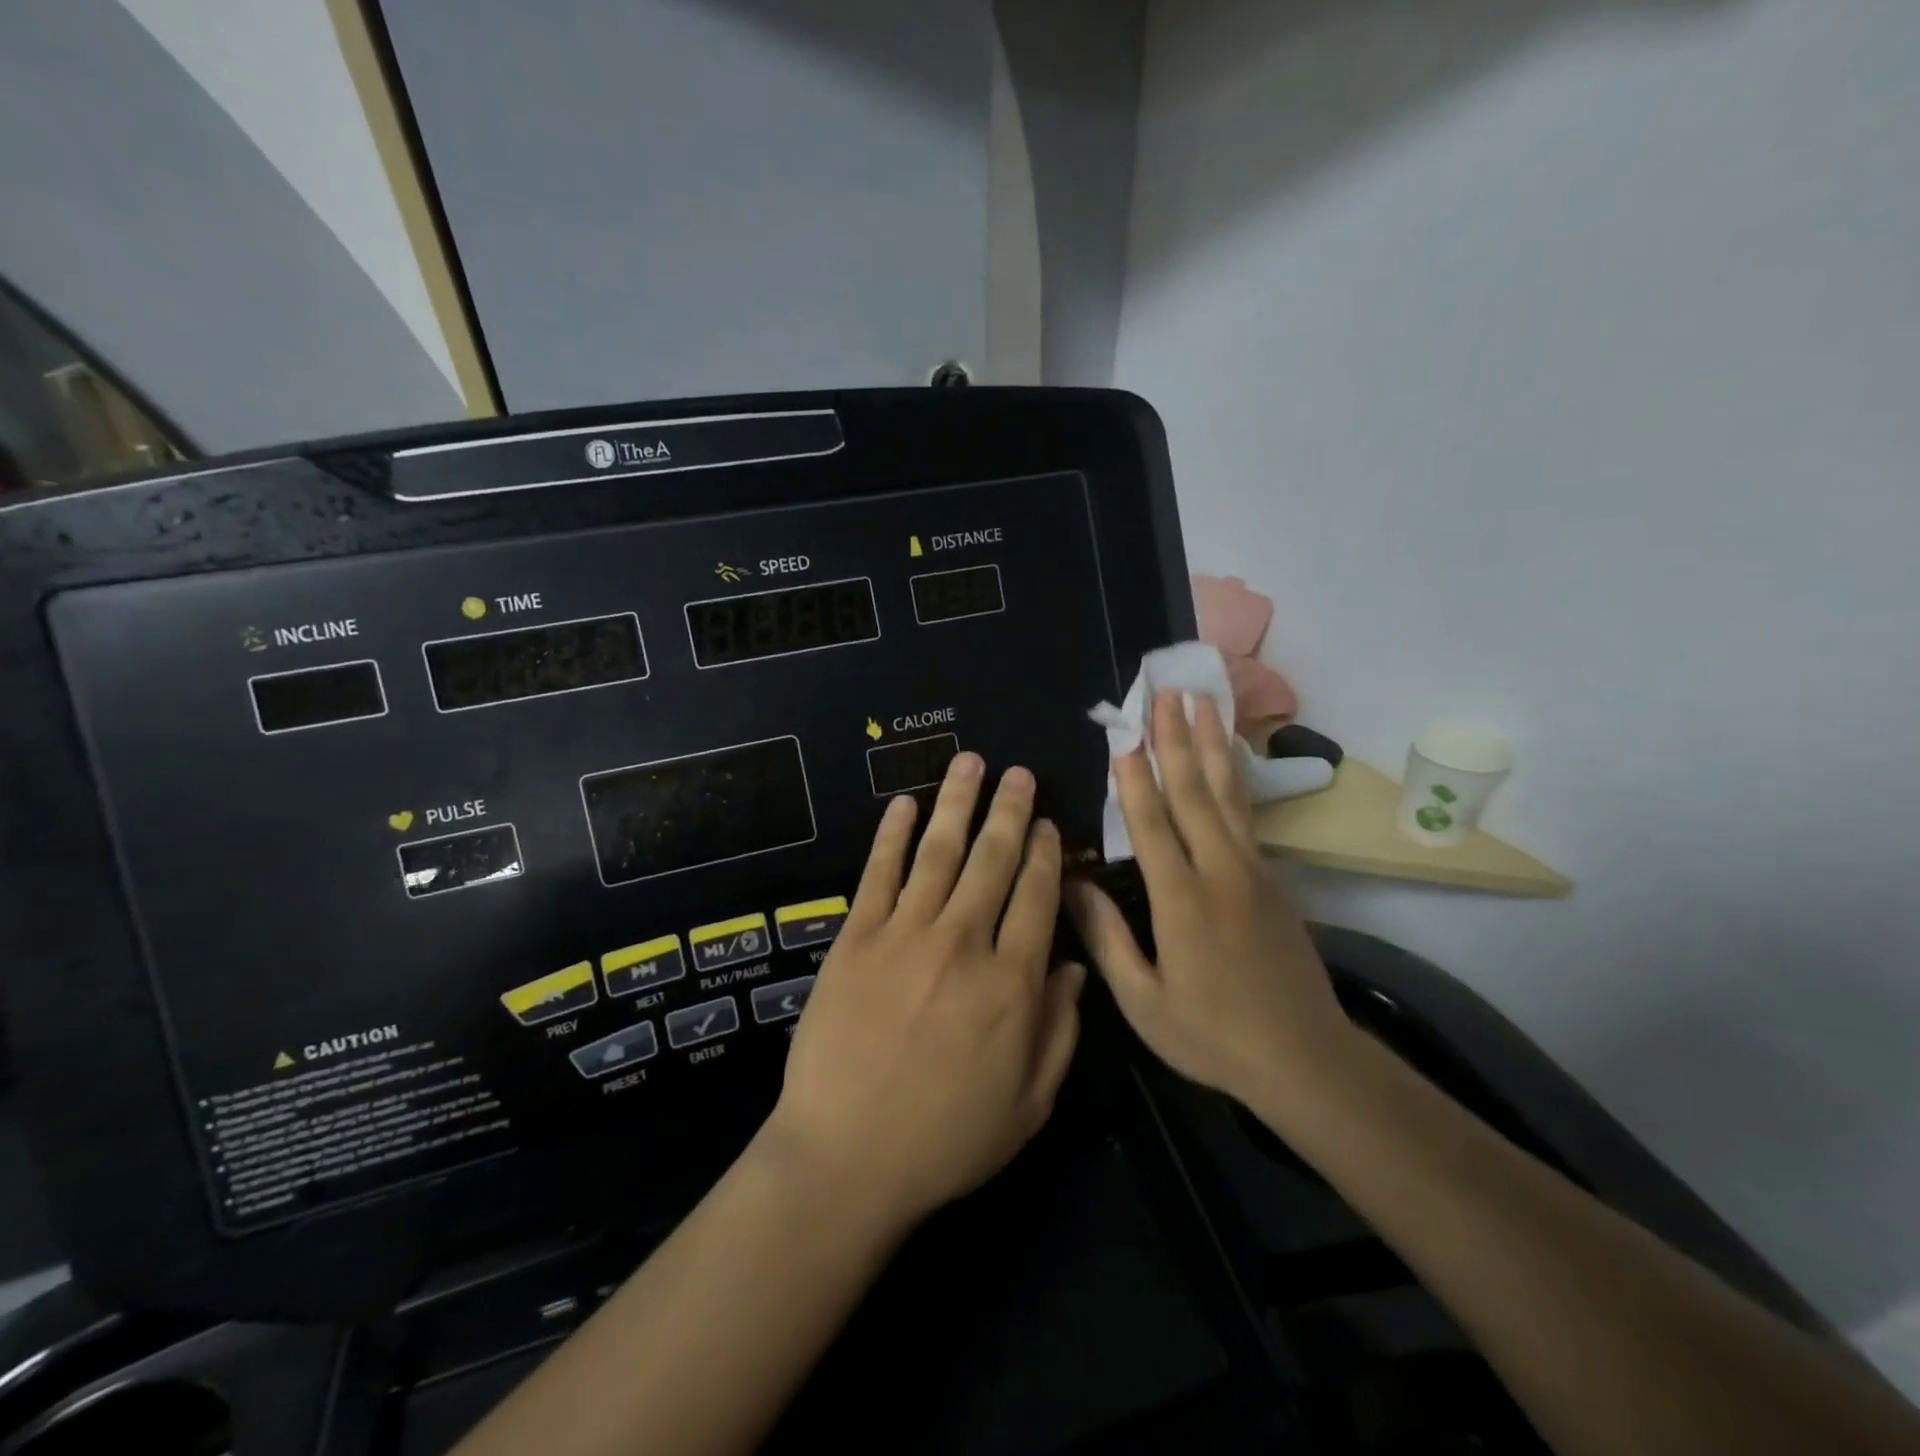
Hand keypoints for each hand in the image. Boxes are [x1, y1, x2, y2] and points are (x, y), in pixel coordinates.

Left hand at [765, 752, 1084, 1228]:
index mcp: (1013, 983)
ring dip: (958, 803)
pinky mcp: (856, 938)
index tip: (1048, 825)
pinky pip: (879, 873)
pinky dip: (892, 835)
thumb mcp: (1029, 1103)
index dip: (1045, 855)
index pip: (1037, 897)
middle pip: (993, 860)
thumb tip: (1075, 966)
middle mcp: (964, 943)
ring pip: (940, 852)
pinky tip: (905, 804)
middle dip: (1010, 811)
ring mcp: (906, 934)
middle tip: (1020, 773)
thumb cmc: (946, 1140)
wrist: (847, 1158)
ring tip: (971, 762)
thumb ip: (1061, 1030)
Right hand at [1065, 691, 1353, 1110]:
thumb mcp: (1143, 1001)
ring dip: (1212, 744)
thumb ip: (1106, 938)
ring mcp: (1253, 871)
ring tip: (1204, 702)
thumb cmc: (1212, 1035)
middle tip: (1166, 692)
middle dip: (1177, 740)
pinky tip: (1229, 757)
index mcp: (1182, 901)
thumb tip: (1068, 884)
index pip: (1152, 826)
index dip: (1135, 779)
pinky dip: (1235, 777)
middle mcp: (1220, 872)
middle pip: (1195, 793)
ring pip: (1228, 794)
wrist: (1305, 1058)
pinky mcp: (1273, 878)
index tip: (1124, 735)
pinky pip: (1247, 815)